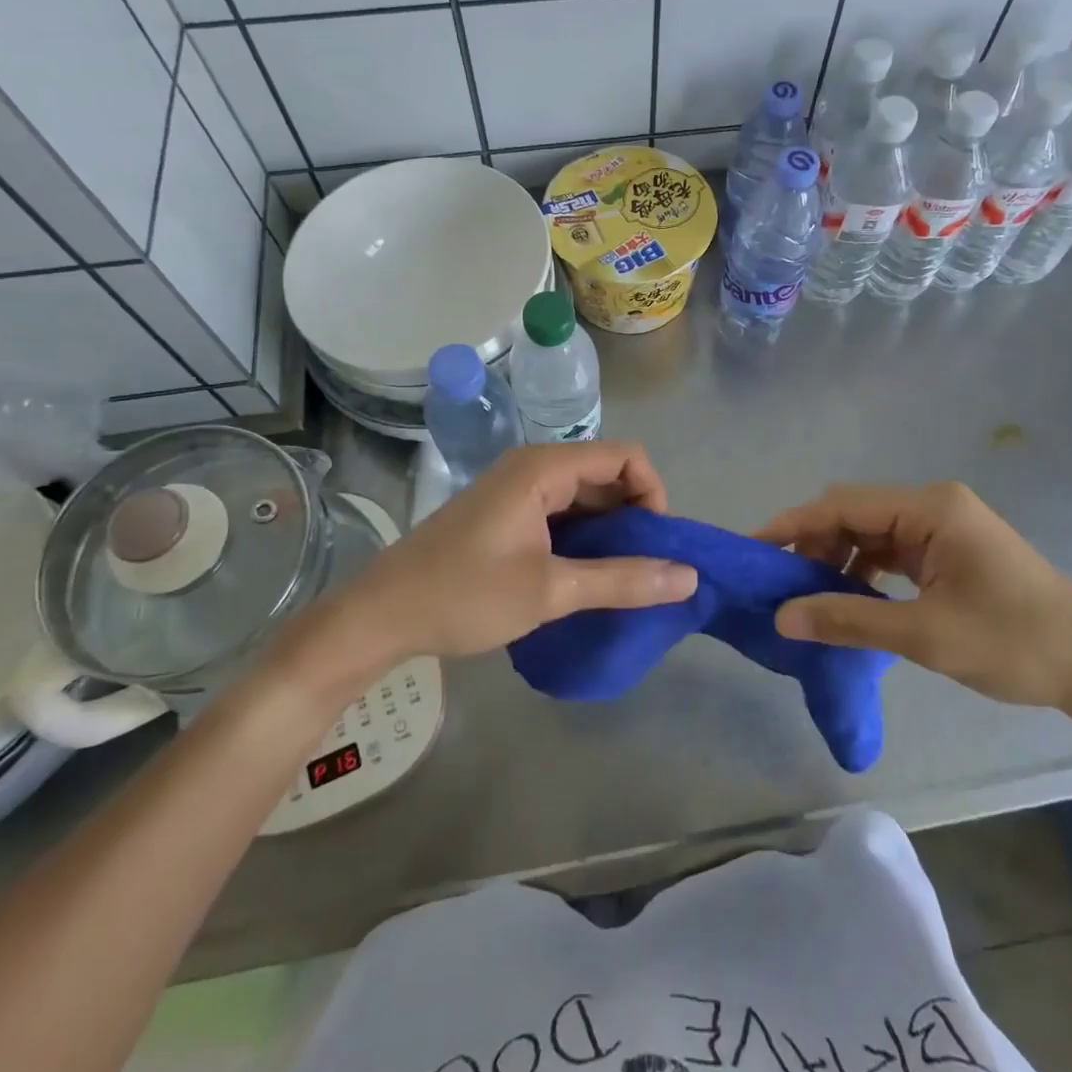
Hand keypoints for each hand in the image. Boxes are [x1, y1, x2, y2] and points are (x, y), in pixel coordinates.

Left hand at [291, 443, 697, 688]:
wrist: (381, 615)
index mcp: (544, 468)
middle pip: (607, 473)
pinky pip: (562, 513)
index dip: (653, 493)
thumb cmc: (464, 595)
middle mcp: (534, 468)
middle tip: (647, 567)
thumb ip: (622, 580)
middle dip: (635, 516)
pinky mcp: (508, 514)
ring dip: (610, 531)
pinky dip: (584, 539)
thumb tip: (689, 576)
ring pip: (585, 497)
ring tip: (624, 577)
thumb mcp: (550, 591)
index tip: (658, 543)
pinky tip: (588, 576)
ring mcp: (518, 490)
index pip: (625, 456)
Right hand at [756, 482, 1071, 711]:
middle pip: (854, 512)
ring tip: (808, 595)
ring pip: (869, 531)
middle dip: (813, 543)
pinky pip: (891, 550)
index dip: (793, 524)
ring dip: (837, 558)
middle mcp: (932, 505)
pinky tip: (848, 597)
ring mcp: (942, 526)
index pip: (843, 504)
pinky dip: (863, 570)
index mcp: (930, 507)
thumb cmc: (1014, 643)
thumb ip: (848, 619)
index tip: (753, 549)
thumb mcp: (925, 635)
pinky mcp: (948, 550)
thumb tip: (781, 617)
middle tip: (780, 584)